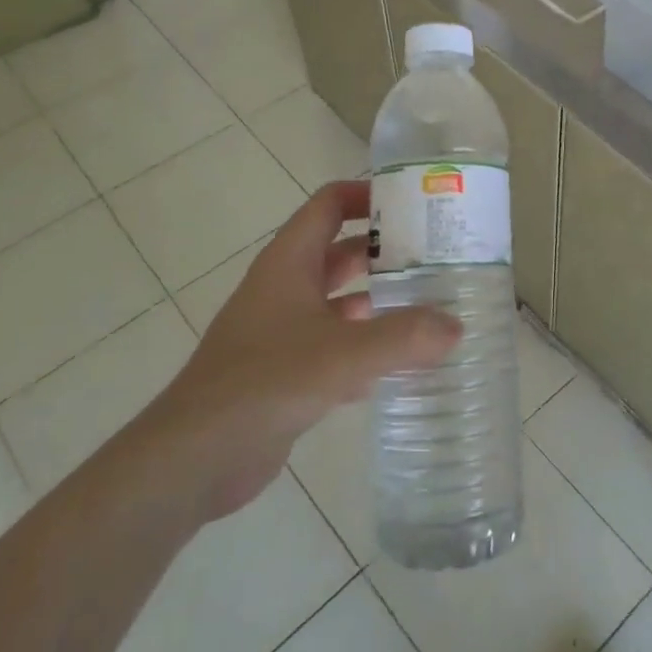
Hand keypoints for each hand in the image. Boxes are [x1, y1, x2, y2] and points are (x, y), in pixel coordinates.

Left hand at [135, 179, 459, 521]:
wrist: (194, 457)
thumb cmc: (265, 383)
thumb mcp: (342, 354)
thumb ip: (403, 337)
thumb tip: (456, 326)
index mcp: (289, 263)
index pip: (329, 204)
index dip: (368, 194)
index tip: (416, 202)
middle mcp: (286, 288)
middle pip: (341, 252)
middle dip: (386, 252)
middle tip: (439, 257)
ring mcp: (283, 331)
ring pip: (340, 302)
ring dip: (380, 302)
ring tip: (432, 307)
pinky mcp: (286, 372)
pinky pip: (336, 346)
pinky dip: (367, 348)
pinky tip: (404, 365)